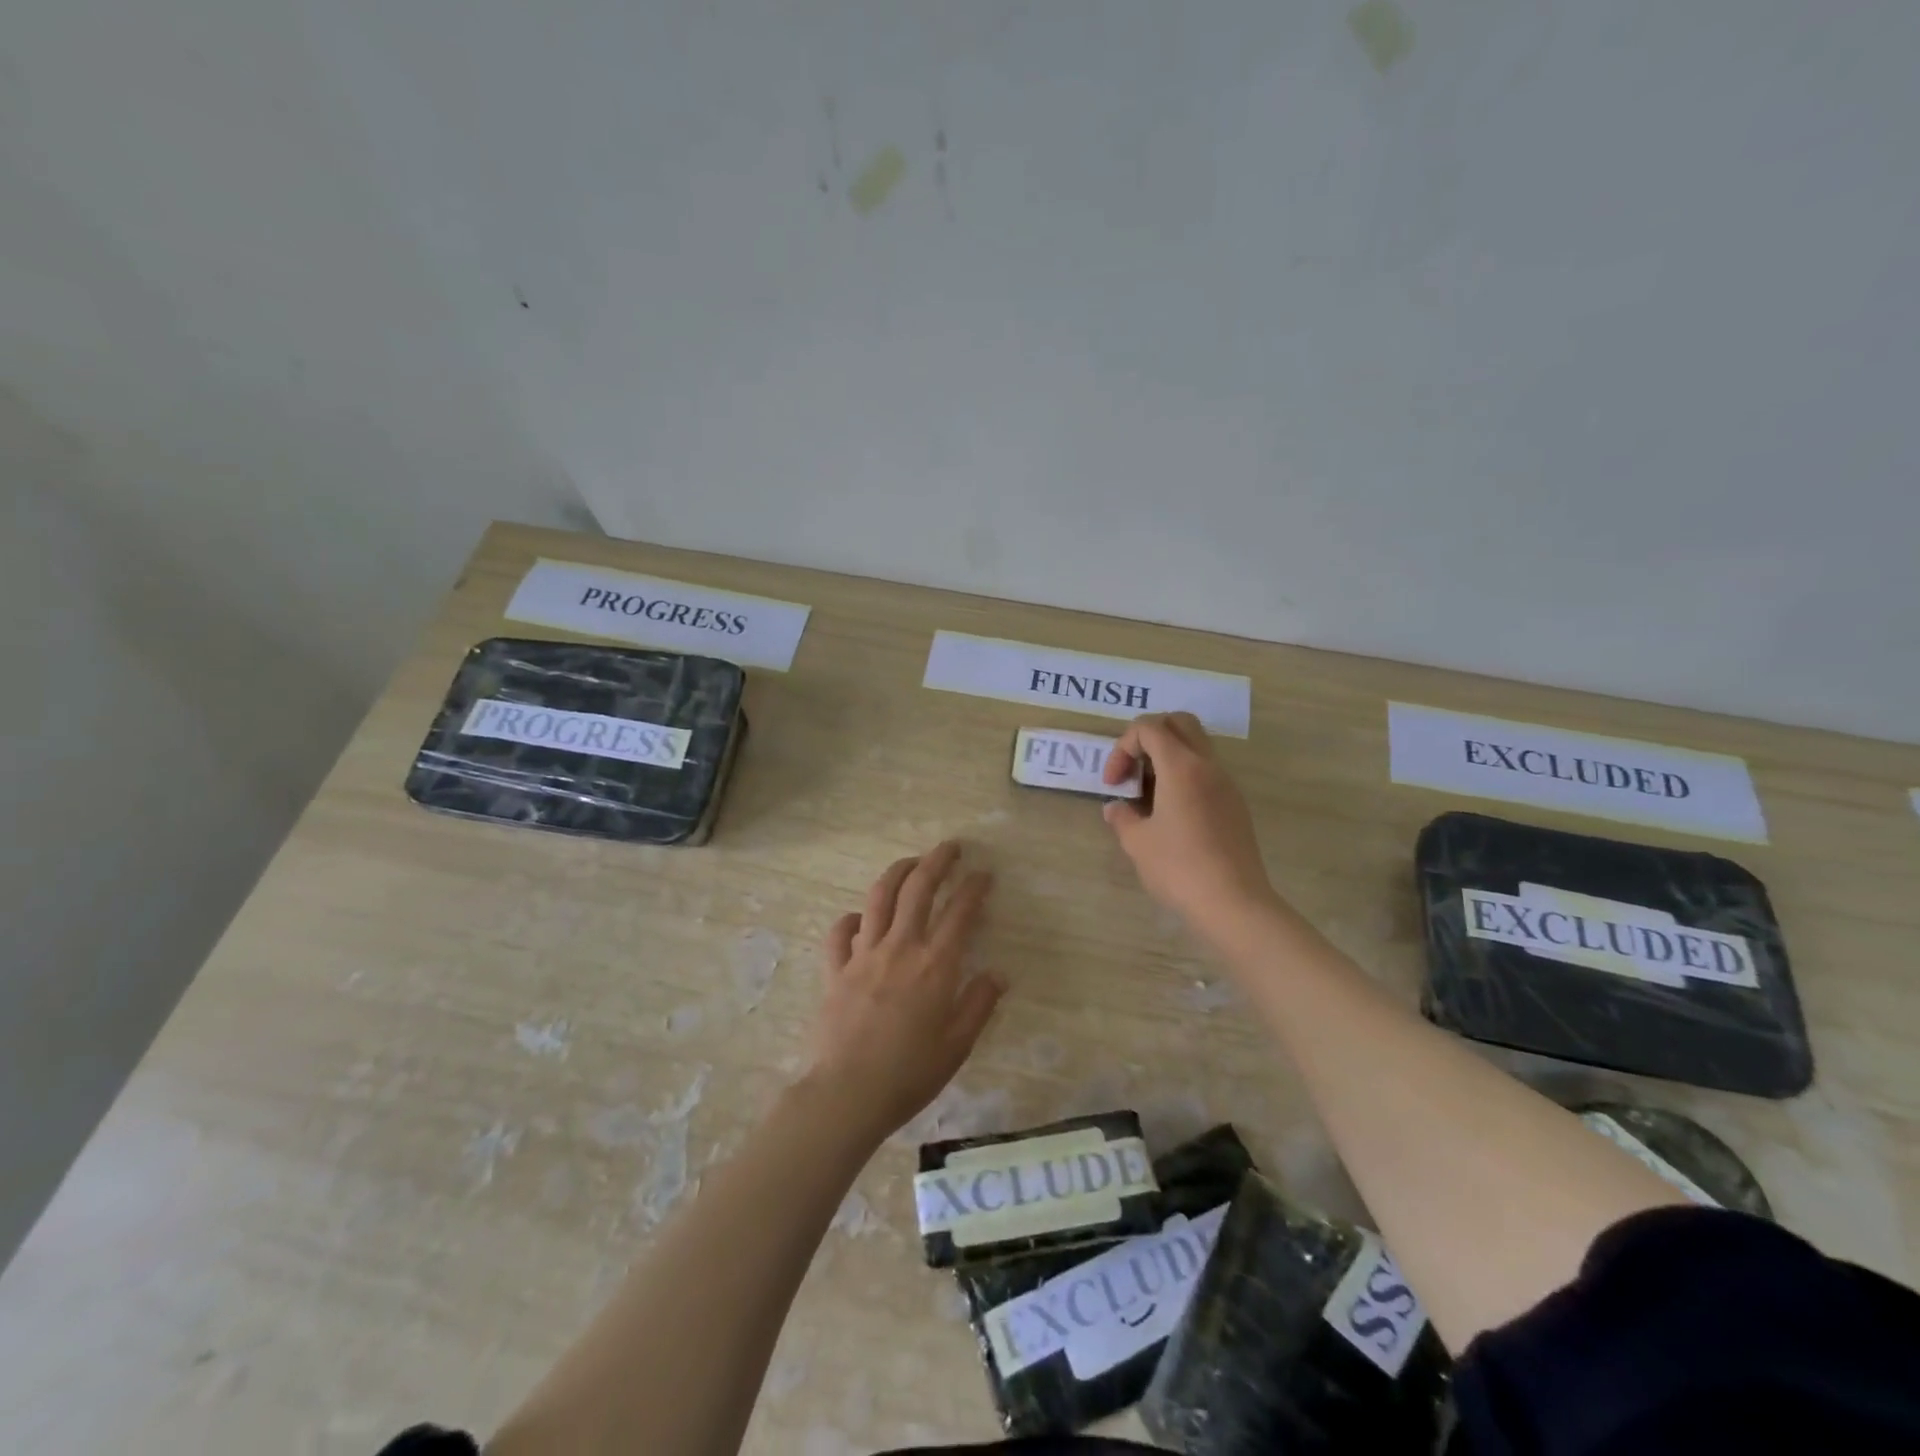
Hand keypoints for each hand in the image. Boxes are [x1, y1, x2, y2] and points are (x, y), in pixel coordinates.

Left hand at [804, 841, 1004, 1143]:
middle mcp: (900, 947)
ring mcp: (863, 955)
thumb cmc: (909, 1074)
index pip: (960, 912)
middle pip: (919, 888)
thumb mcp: (957, 1045)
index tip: (985, 873)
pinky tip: (860, 918)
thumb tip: (998, 973)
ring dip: (898, 872)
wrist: (847, 1093)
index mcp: (935, 965)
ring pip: (879, 897)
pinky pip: (840, 932)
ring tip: (911, 862)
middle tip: (951, 847)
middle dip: (937, 861)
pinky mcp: (835, 969)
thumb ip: (979, 1004)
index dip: (975, 887)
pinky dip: (852, 918)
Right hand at [1103, 712, 1277, 935]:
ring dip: (1167, 757)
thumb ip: (1121, 817)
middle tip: (1133, 771)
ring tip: (1148, 795)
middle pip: (1179, 723)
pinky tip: (1171, 814)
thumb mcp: (1137, 843)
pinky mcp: (1235, 805)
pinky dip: (1183, 777)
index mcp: (1182, 766)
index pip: (1149, 727)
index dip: (1123, 747)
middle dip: (1148, 737)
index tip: (1114, 784)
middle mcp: (1208, 766)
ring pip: (1195, 746)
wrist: (1234, 904)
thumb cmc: (1179, 868)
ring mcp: (1226, 785)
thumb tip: (1115, 808)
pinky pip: (1206, 772)